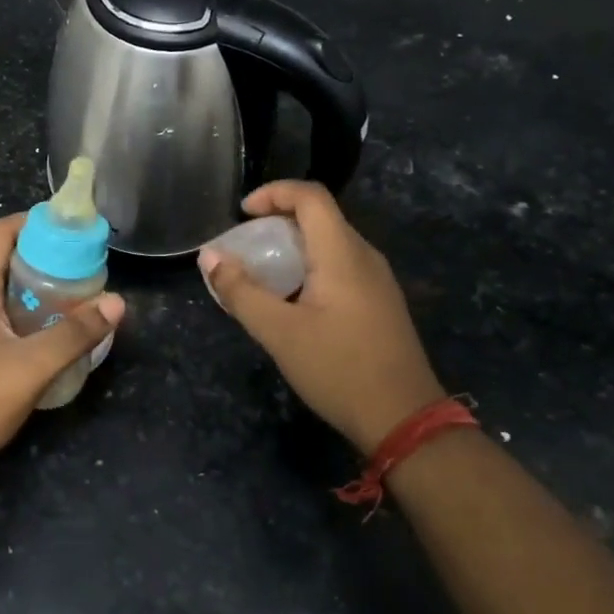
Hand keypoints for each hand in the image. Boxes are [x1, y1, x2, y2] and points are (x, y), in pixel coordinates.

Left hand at [0, 214, 123, 479]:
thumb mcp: (31, 367)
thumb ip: (74, 334)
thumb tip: (117, 302)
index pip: (1, 233)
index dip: (35, 222)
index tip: (72, 229)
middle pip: (5, 258)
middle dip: (45, 256)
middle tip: (85, 265)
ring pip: (3, 290)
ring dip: (37, 287)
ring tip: (77, 295)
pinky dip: (26, 312)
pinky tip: (51, 332)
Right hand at [200, 181, 444, 453]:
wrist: (404, 420)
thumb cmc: (339, 369)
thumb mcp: (279, 332)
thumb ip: (240, 292)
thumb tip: (209, 257)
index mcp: (342, 253)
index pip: (310, 196)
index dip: (273, 192)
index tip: (242, 214)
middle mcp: (365, 256)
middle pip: (320, 216)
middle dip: (277, 221)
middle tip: (245, 246)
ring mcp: (377, 280)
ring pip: (330, 243)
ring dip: (293, 246)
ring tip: (262, 273)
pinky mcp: (380, 302)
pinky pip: (341, 266)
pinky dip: (309, 266)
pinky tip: (292, 300)